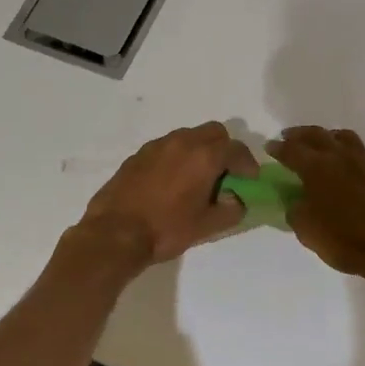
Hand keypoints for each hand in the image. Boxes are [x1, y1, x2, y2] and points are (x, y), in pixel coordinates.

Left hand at [79, 123, 257, 266]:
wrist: (114, 233)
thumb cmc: (166, 229)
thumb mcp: (207, 226)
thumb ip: (231, 210)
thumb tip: (236, 200)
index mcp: (204, 156)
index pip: (236, 149)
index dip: (248, 163)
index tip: (250, 178)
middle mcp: (182, 142)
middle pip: (214, 132)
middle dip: (225, 149)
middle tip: (226, 173)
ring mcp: (157, 146)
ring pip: (188, 136)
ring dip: (200, 150)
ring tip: (197, 177)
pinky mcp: (138, 155)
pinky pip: (167, 147)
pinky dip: (177, 157)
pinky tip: (172, 181)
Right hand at [271, 126, 364, 280]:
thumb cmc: (345, 241)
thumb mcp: (307, 231)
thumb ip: (296, 210)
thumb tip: (296, 200)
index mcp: (317, 167)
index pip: (291, 150)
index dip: (278, 148)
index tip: (269, 147)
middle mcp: (341, 155)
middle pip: (317, 134)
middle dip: (299, 134)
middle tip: (289, 137)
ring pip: (344, 136)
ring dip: (328, 137)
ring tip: (322, 144)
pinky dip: (354, 152)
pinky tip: (353, 161)